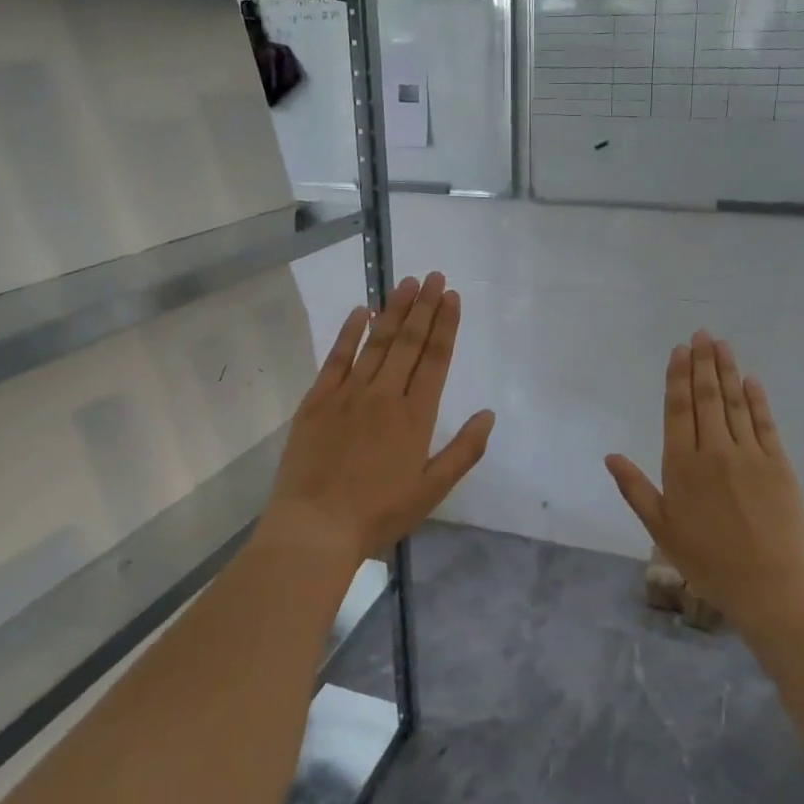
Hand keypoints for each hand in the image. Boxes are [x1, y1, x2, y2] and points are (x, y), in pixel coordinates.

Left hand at [261, 272, 494, 568]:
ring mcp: (347, 395)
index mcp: (415, 417)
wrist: (315, 528)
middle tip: (433, 276)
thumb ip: (463, 451)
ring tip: (406, 282)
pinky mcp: (316, 401)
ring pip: (376, 343)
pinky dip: (349, 333)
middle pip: (408, 342)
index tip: (451, 295)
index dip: (445, 324)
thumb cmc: (379, 514)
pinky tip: (359, 311)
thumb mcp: (431, 491)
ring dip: (393, 310)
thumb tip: (488, 414)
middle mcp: (384, 396)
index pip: (435, 359)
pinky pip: (336, 358)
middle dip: (423, 306)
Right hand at [606, 332, 803, 634]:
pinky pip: (764, 423)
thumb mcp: (661, 529)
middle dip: (702, 363)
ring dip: (727, 371)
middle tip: (701, 333)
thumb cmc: (707, 561)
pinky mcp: (778, 464)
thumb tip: (611, 456)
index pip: (678, 411)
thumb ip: (636, 489)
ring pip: (734, 404)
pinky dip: (757, 399)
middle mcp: (714, 452)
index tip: (679, 351)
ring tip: (722, 344)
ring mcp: (749, 455)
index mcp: (682, 466)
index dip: (678, 378)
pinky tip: (751, 381)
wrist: (770, 585)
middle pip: (706, 398)